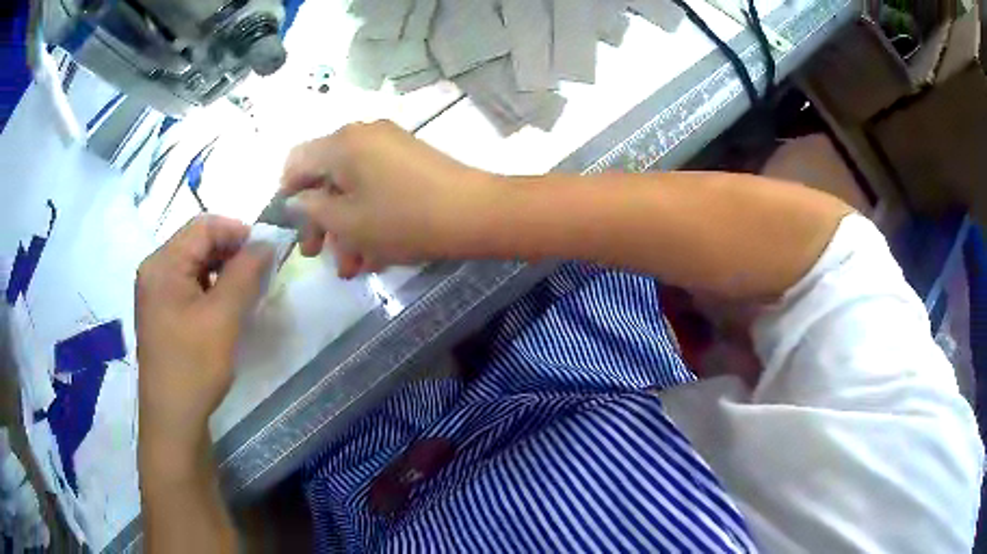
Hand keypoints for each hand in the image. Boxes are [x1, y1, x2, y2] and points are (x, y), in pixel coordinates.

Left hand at [136, 215, 271, 476]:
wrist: (173, 419)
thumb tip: (266, 243)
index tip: (266, 252)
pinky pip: (188, 284)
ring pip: (194, 264)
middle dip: (230, 252)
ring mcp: (155, 291)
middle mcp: (154, 270)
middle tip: (259, 273)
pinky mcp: (161, 310)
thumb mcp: (223, 318)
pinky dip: (210, 287)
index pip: (203, 226)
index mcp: (162, 264)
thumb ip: (245, 273)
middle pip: (196, 242)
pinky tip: (225, 306)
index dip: (237, 232)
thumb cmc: (194, 367)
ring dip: (222, 270)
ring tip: (246, 290)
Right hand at [280, 120, 496, 277]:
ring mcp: (390, 146)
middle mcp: (363, 135)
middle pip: (325, 176)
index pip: (296, 161)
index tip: (290, 224)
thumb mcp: (347, 222)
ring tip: (351, 267)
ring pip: (353, 186)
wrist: (474, 213)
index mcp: (341, 143)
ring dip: (346, 226)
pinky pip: (377, 186)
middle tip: (317, 253)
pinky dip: (369, 215)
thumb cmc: (402, 219)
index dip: (286, 193)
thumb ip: (312, 210)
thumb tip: (295, 201)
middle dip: (319, 219)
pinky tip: (373, 254)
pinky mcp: (410, 161)